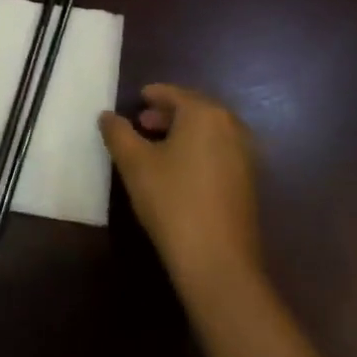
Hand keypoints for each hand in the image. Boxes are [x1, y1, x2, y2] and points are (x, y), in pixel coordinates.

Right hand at [99, 84, 261, 294]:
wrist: (218, 263)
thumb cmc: (173, 201)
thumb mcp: (134, 164)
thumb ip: (118, 133)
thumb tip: (107, 116)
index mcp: (205, 114)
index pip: (174, 93)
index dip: (153, 95)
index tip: (137, 99)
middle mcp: (231, 127)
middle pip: (195, 110)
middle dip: (168, 113)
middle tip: (142, 123)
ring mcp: (245, 156)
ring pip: (209, 132)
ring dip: (183, 132)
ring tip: (156, 146)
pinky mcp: (249, 182)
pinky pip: (219, 151)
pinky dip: (199, 150)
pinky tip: (179, 170)